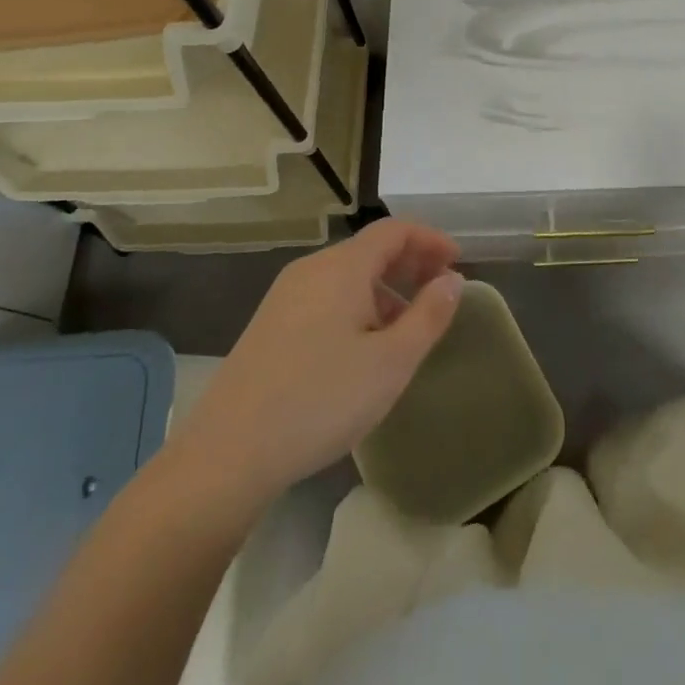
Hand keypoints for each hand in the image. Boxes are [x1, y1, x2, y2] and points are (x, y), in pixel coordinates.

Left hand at [164, 220, 464, 508]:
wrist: (227, 454)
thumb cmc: (321, 400)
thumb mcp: (392, 362)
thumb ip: (429, 315)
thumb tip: (452, 279)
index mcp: (342, 267)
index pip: (395, 230)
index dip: (430, 240)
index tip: (457, 263)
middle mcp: (311, 269)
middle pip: (369, 249)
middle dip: (410, 265)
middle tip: (438, 294)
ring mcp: (285, 296)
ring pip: (347, 276)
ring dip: (384, 290)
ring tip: (405, 330)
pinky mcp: (269, 325)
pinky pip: (325, 297)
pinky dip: (356, 306)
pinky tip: (362, 350)